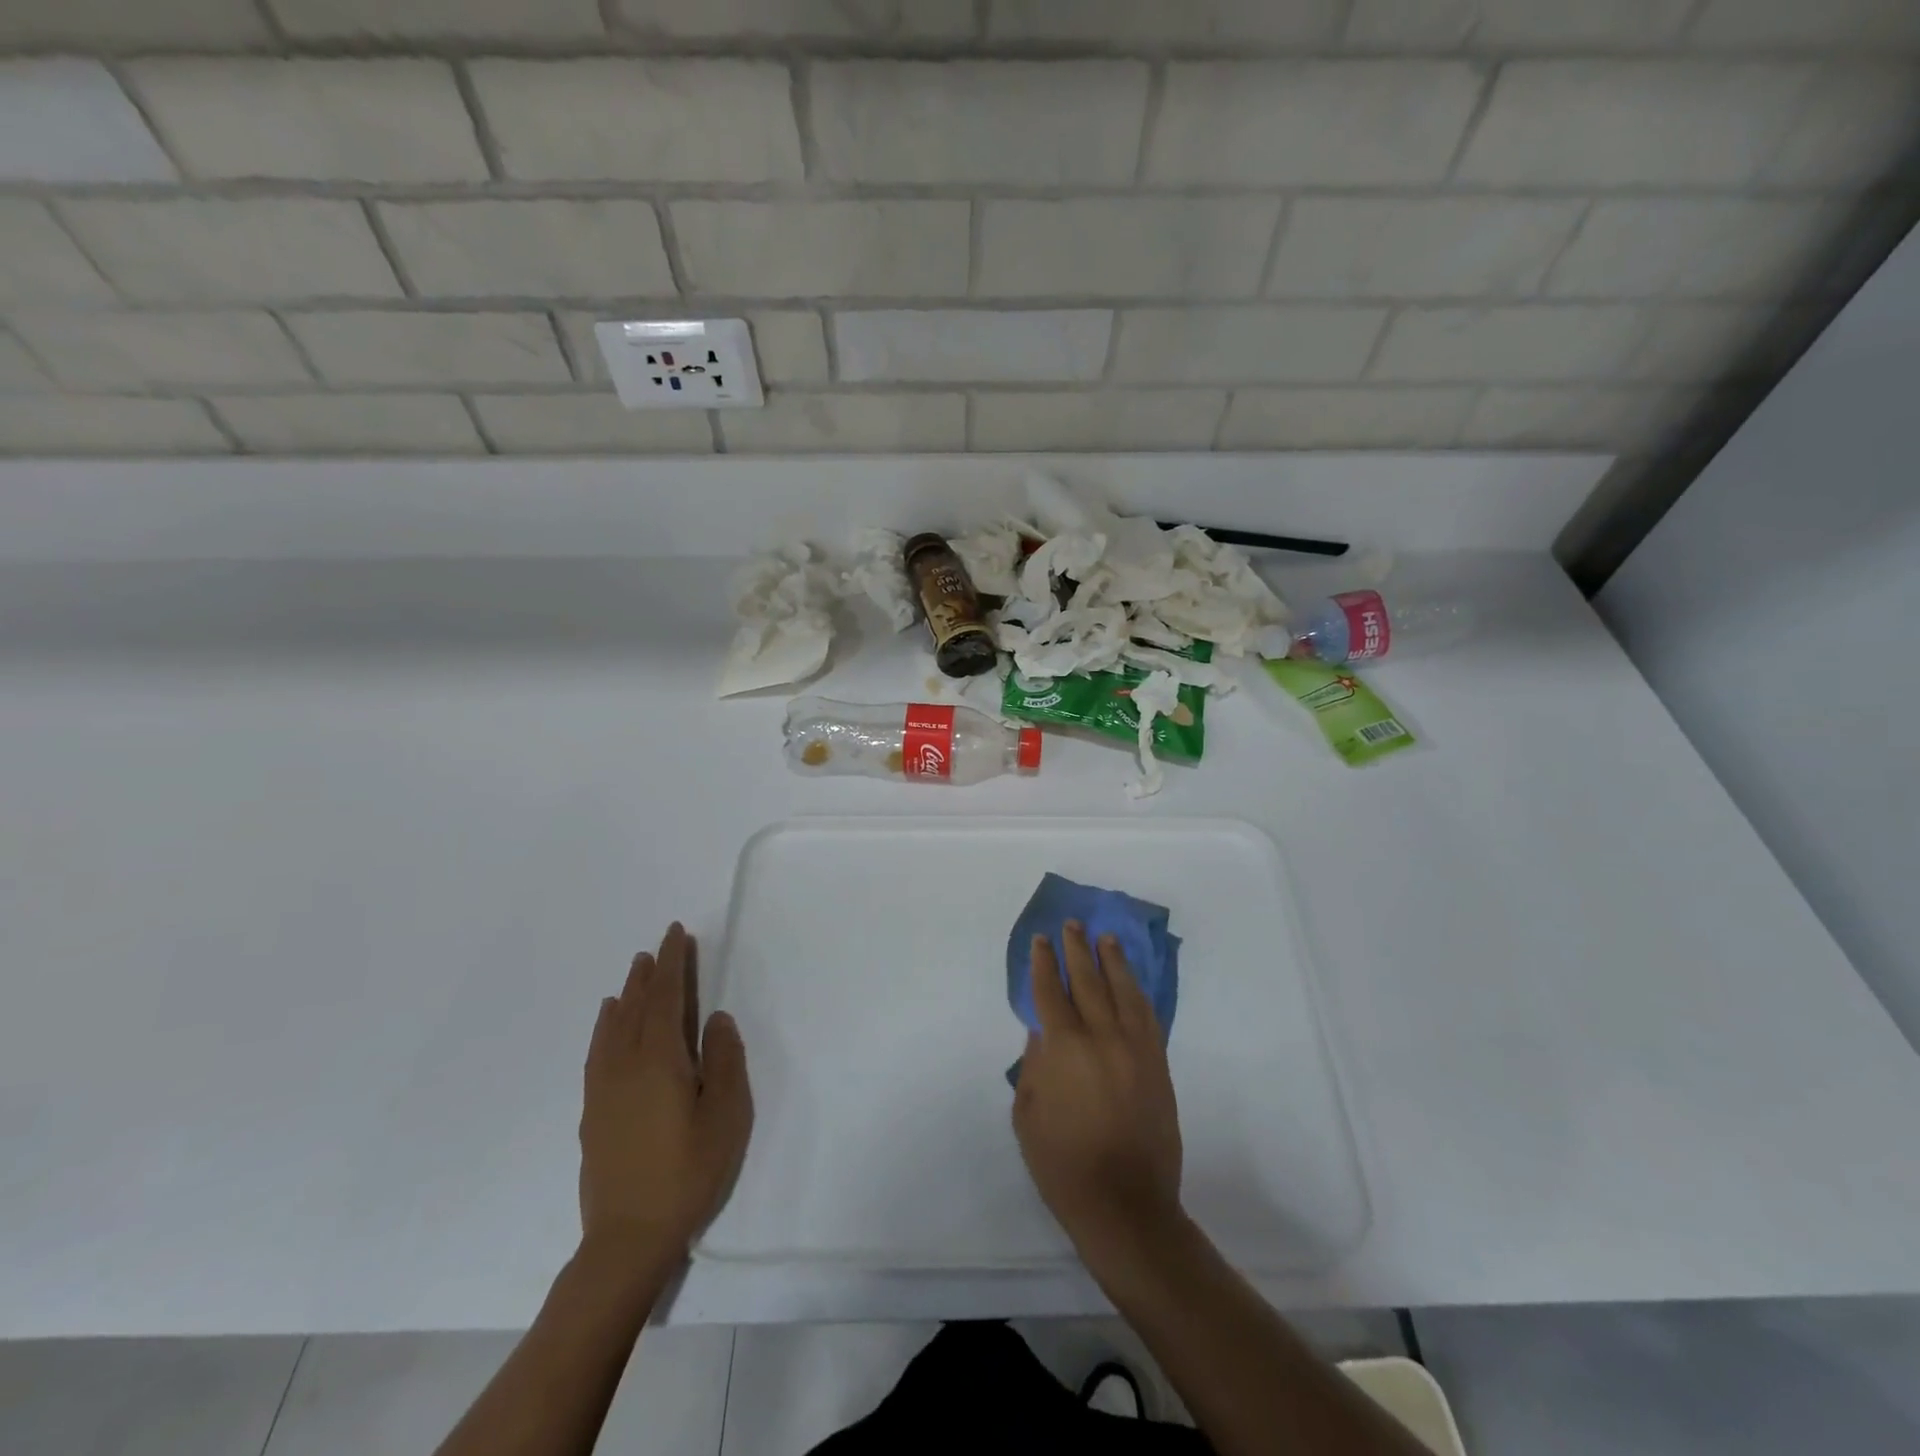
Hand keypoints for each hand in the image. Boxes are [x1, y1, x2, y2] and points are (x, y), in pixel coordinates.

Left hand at [578, 923, 752, 1263]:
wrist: (628, 1238)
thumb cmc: (687, 1173)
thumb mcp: (725, 1116)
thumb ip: (724, 1061)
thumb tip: (716, 1019)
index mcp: (659, 1061)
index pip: (666, 998)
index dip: (672, 963)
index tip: (676, 934)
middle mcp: (625, 1065)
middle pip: (636, 1007)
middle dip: (649, 974)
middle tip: (657, 947)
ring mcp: (604, 1089)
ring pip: (612, 1028)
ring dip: (626, 995)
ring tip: (634, 974)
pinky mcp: (593, 1112)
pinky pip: (598, 1051)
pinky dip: (605, 1027)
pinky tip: (608, 1025)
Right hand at [1012, 921, 1183, 1259]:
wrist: (1125, 1203)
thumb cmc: (1063, 1164)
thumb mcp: (1027, 1116)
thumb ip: (1033, 1067)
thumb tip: (1041, 1033)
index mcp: (1064, 1048)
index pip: (1050, 992)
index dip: (1043, 963)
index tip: (1041, 940)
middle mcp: (1101, 1037)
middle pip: (1087, 980)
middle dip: (1077, 950)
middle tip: (1072, 925)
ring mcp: (1135, 1048)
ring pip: (1123, 991)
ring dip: (1112, 962)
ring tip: (1105, 939)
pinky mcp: (1158, 1064)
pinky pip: (1148, 1017)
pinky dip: (1138, 993)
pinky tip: (1132, 982)